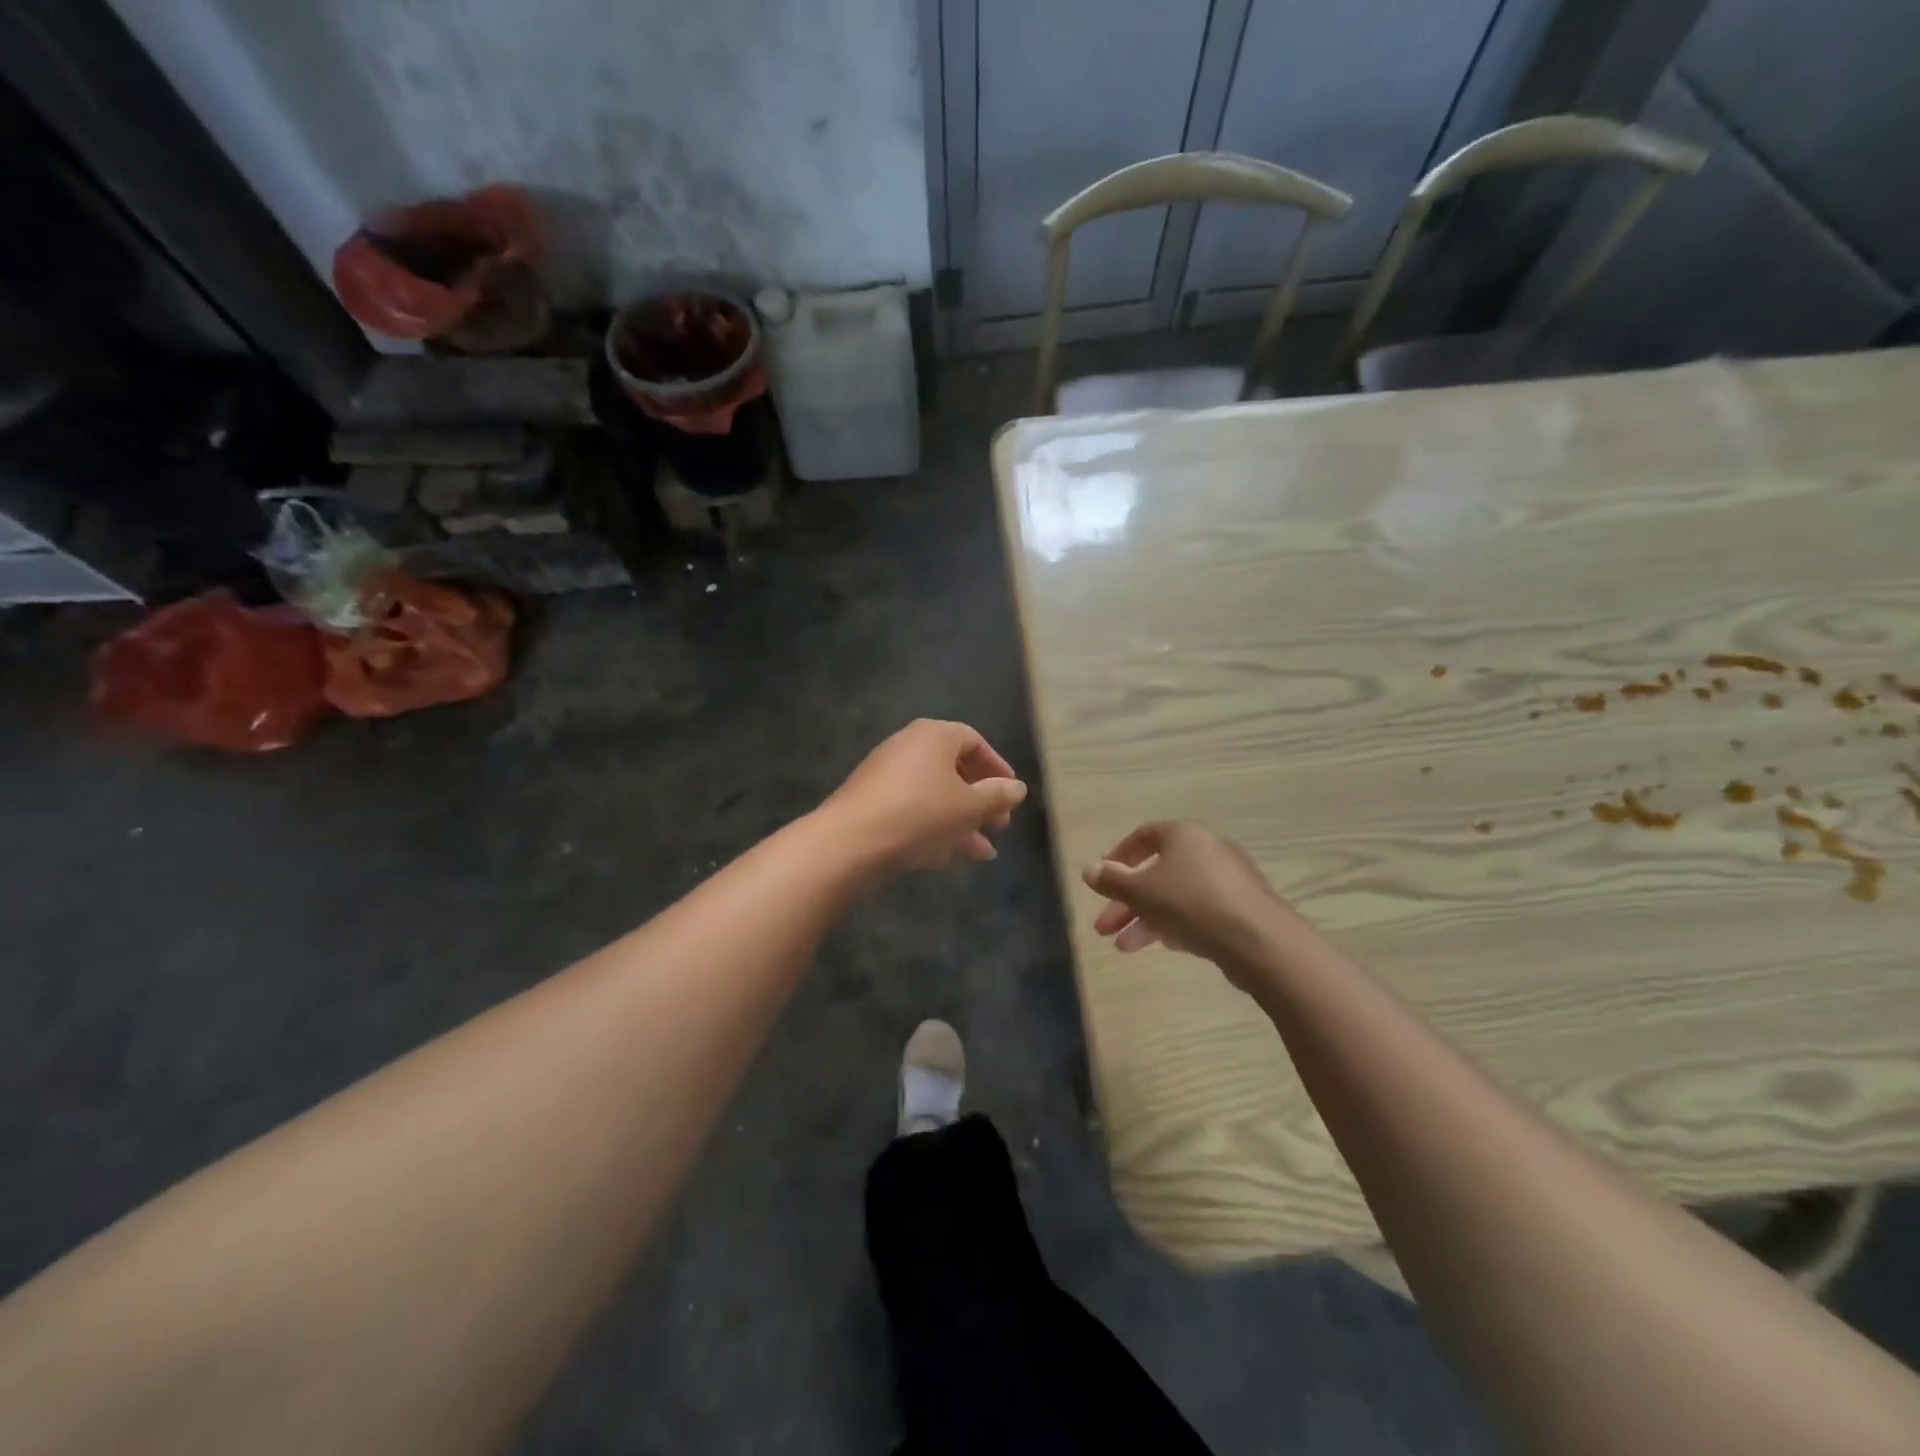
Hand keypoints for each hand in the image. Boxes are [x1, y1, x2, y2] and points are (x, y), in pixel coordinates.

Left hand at [820, 719, 1027, 873]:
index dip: (996, 767)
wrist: (851, 842)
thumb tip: (1017, 788)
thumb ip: (997, 796)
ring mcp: (886, 775)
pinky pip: (913, 810)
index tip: (1011, 793)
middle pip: (953, 769)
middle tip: (999, 824)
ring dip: (962, 820)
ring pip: (935, 795)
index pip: (973, 741)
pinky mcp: (871, 803)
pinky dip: (934, 828)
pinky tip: (952, 857)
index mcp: (933, 735)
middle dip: (980, 799)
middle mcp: (908, 746)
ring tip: (984, 851)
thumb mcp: (969, 807)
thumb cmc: (920, 814)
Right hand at [1082, 821, 1289, 979]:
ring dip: (1146, 919)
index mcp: (1183, 835)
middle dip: (1126, 902)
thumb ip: (1112, 880)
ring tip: (1125, 948)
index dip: (1116, 860)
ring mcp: (1228, 879)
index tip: (1100, 884)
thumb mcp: (1141, 892)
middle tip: (1103, 929)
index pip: (1141, 837)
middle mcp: (1207, 849)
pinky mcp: (1242, 907)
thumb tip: (1088, 869)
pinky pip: (1199, 910)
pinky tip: (1165, 945)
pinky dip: (1176, 923)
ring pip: (1175, 895)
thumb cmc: (1192, 904)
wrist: (1260, 941)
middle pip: (1156, 872)